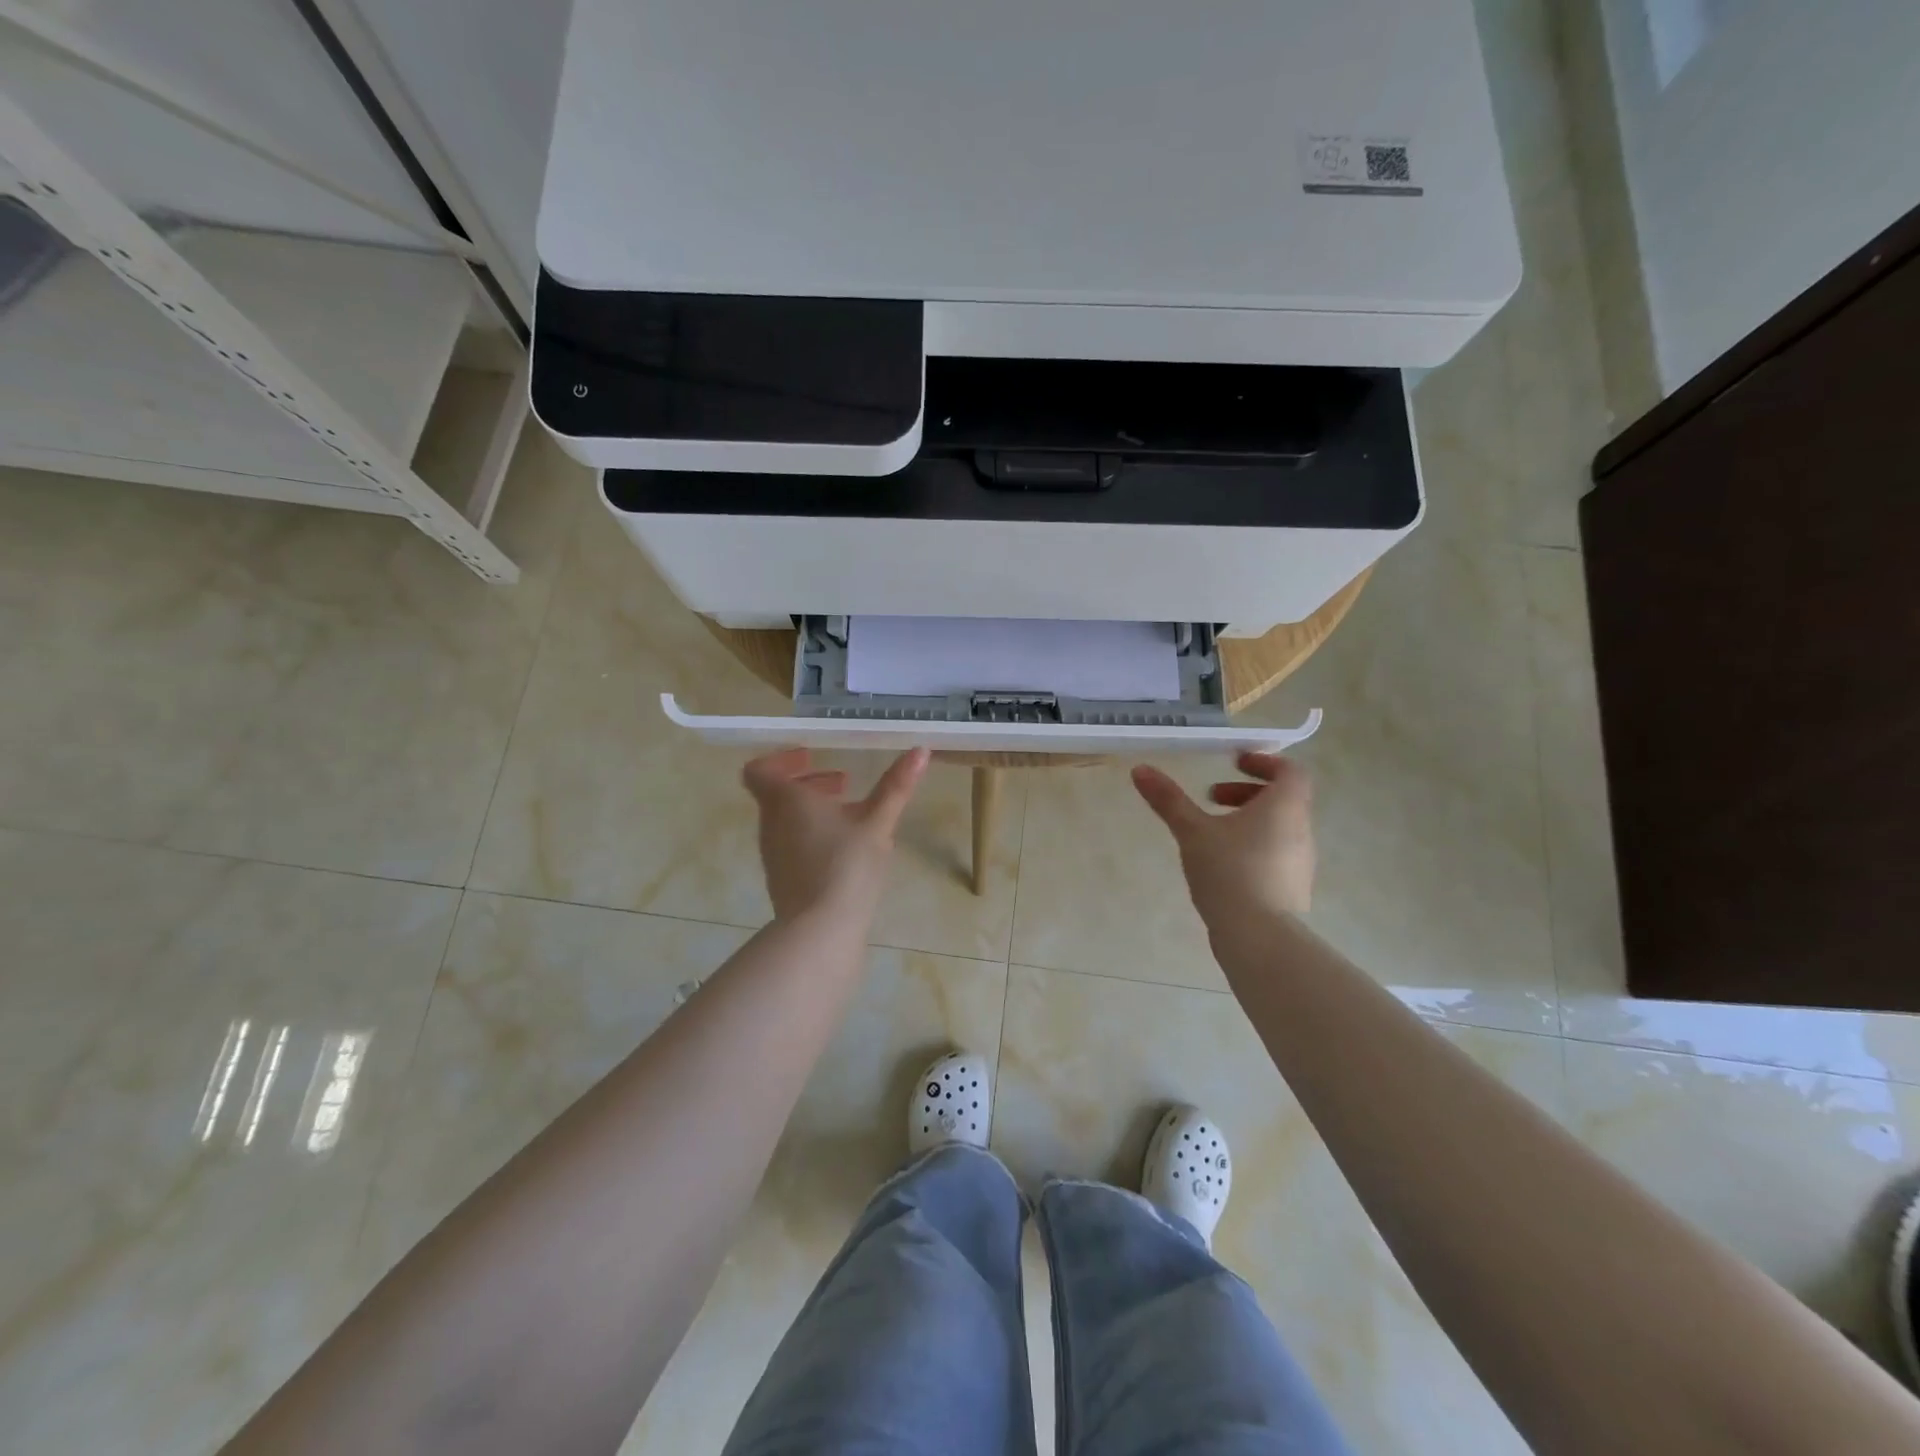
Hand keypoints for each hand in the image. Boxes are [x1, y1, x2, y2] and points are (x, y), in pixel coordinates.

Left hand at [742, 747, 930, 922]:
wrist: (820, 930)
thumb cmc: (846, 866)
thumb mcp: (877, 822)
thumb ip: (896, 786)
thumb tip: (920, 750)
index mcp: (785, 802)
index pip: (759, 771)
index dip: (781, 759)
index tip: (813, 757)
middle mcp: (771, 825)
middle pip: (776, 794)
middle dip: (809, 783)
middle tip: (842, 782)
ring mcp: (774, 855)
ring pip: (786, 820)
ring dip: (814, 810)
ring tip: (851, 815)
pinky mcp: (783, 880)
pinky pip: (792, 844)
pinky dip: (813, 835)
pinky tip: (845, 850)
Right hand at [1131, 752, 1314, 925]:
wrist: (1259, 937)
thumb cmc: (1230, 872)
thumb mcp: (1193, 831)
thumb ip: (1168, 800)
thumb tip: (1140, 769)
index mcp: (1285, 807)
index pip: (1290, 771)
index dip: (1264, 762)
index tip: (1234, 763)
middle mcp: (1301, 830)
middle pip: (1283, 798)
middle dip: (1246, 792)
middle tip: (1211, 797)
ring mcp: (1301, 863)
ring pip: (1279, 827)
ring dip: (1248, 820)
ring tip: (1211, 832)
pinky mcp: (1293, 888)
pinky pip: (1276, 854)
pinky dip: (1253, 846)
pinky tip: (1223, 865)